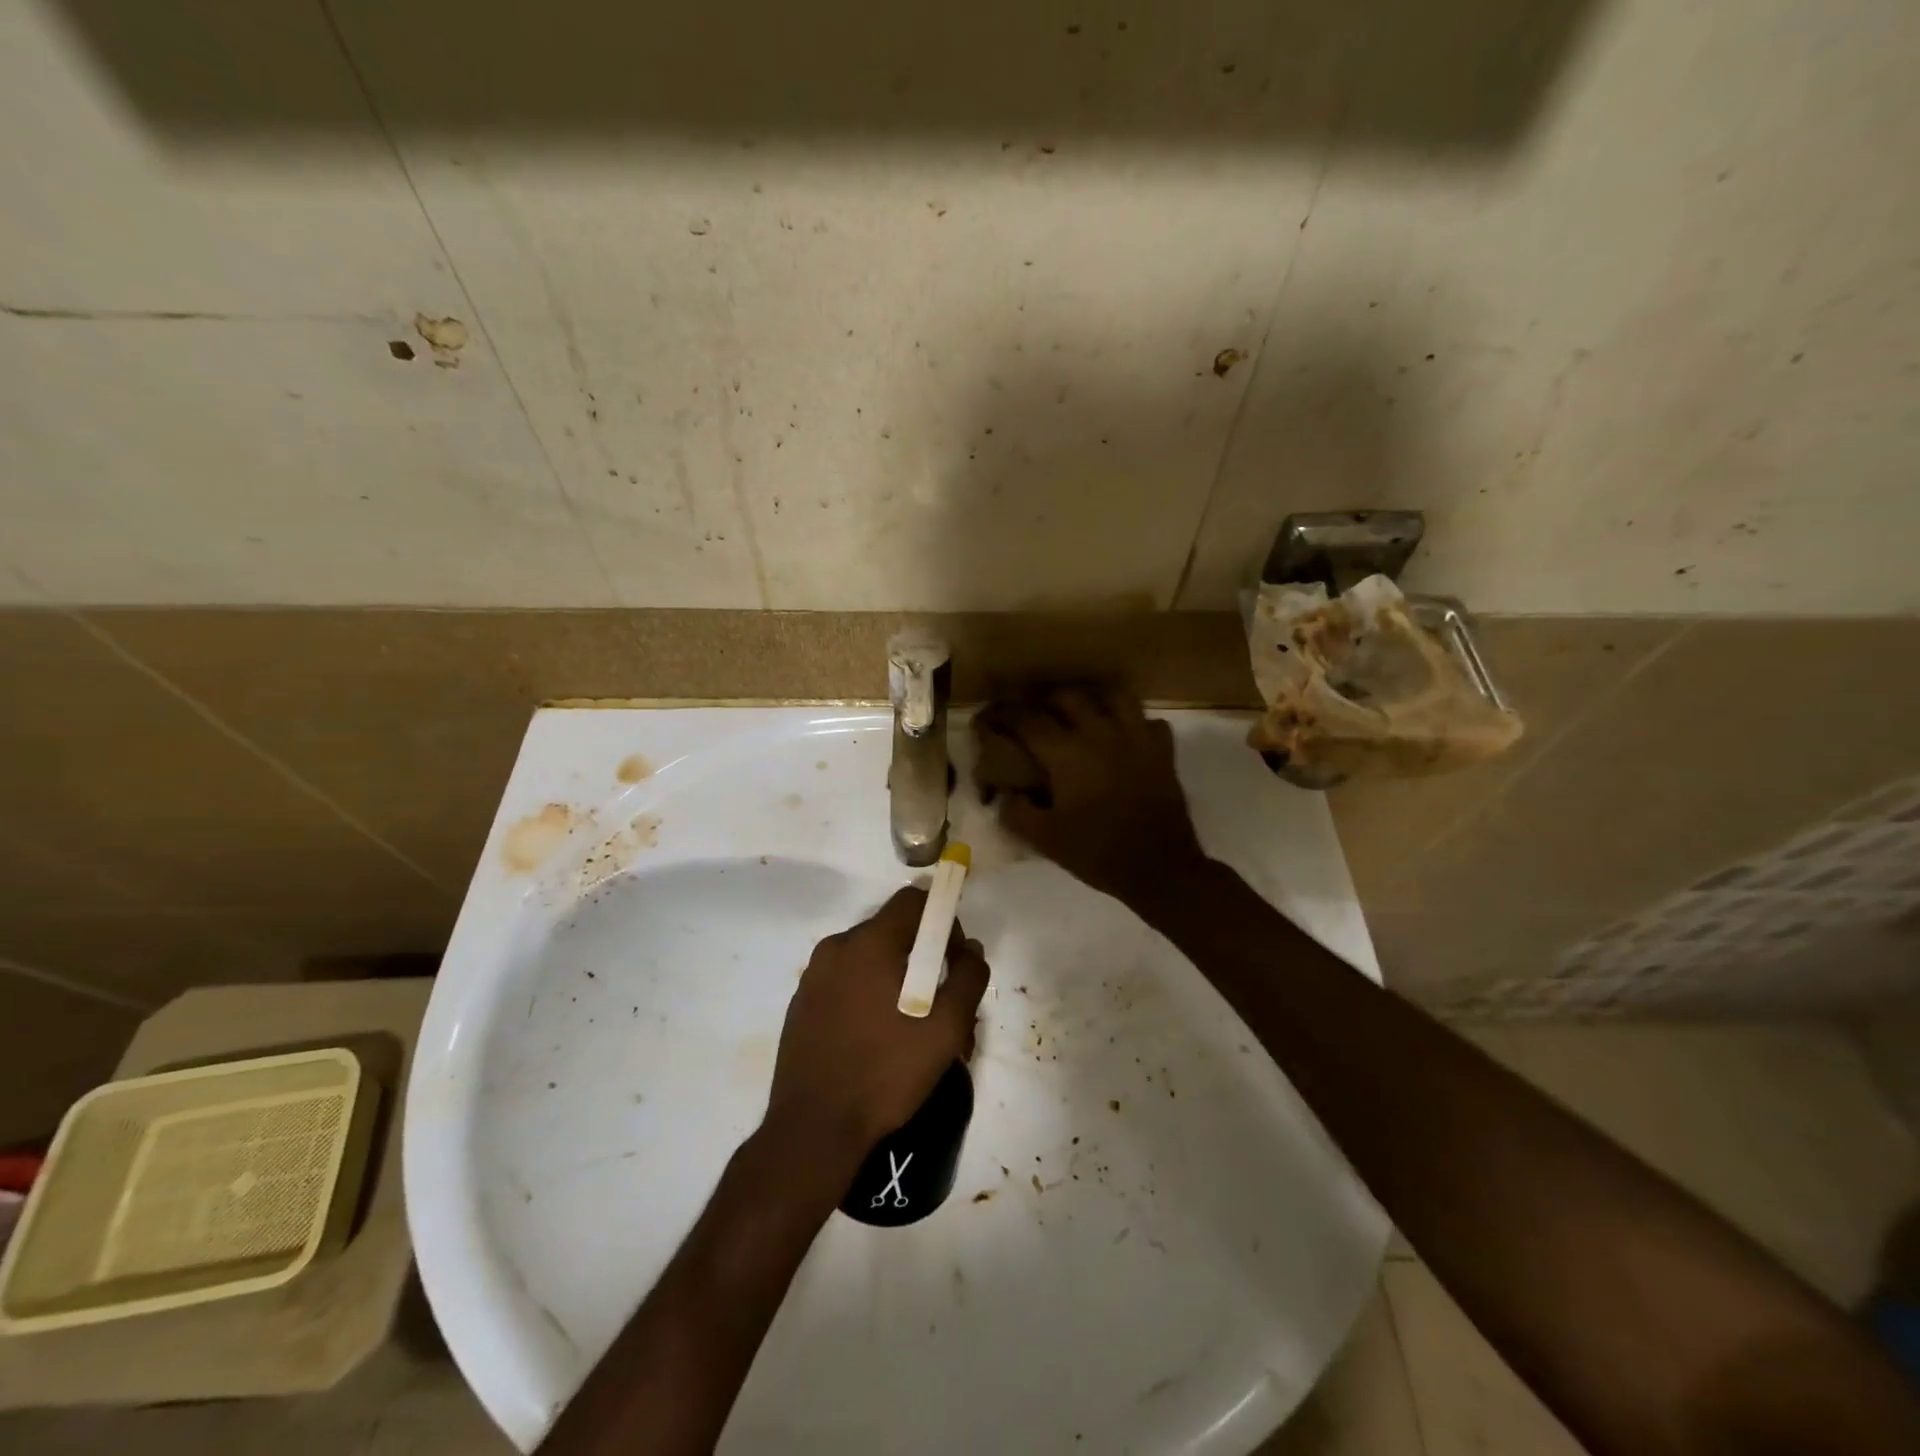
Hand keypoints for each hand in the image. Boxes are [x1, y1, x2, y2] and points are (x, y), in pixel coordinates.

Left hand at [767, 888, 989, 1157]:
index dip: (942, 919)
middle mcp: (836, 948)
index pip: (913, 901)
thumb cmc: (886, 1072)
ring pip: (868, 958)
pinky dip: (868, 993)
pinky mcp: (802, 1003)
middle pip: (891, 929)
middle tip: (939, 1000)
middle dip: (921, 954)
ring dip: (895, 977)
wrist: (814, 1128)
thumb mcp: (946, 1028)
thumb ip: (968, 978)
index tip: (953, 959)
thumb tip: (970, 948)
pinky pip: (846, 981)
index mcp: (869, 943)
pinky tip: (877, 1037)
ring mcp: (814, 976)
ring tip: (911, 1026)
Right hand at [973, 687, 1207, 905]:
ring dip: (1095, 700)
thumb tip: (1007, 795)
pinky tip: (1126, 738)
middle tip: (1035, 713)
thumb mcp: (1046, 840)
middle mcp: (1100, 734)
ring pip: (1115, 697)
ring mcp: (1136, 739)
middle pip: (1069, 698)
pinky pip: (1150, 723)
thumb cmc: (1098, 852)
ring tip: (1085, 714)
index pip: (1028, 721)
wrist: (1159, 868)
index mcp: (1067, 754)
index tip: (994, 716)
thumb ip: (1018, 813)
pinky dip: (1136, 724)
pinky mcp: (1163, 752)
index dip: (1006, 714)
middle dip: (1046, 700)